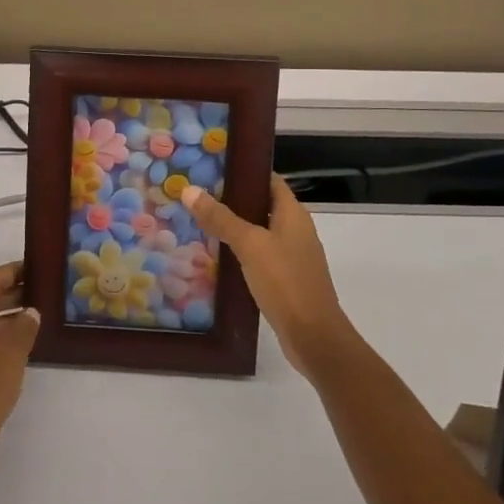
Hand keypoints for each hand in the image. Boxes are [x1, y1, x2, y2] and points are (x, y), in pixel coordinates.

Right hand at [182, 175, 355, 377]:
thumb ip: (220, 218)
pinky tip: (216, 256)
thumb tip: (189, 190)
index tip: (213, 166)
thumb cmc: (285, 282)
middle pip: (261, 204)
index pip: (269, 180)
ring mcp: (291, 256)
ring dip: (233, 226)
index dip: (244, 171)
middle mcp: (295, 230)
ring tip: (198, 221)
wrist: (313, 337)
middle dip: (231, 199)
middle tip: (196, 193)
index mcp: (293, 214)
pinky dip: (239, 251)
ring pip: (258, 231)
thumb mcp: (250, 245)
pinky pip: (259, 255)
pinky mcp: (285, 278)